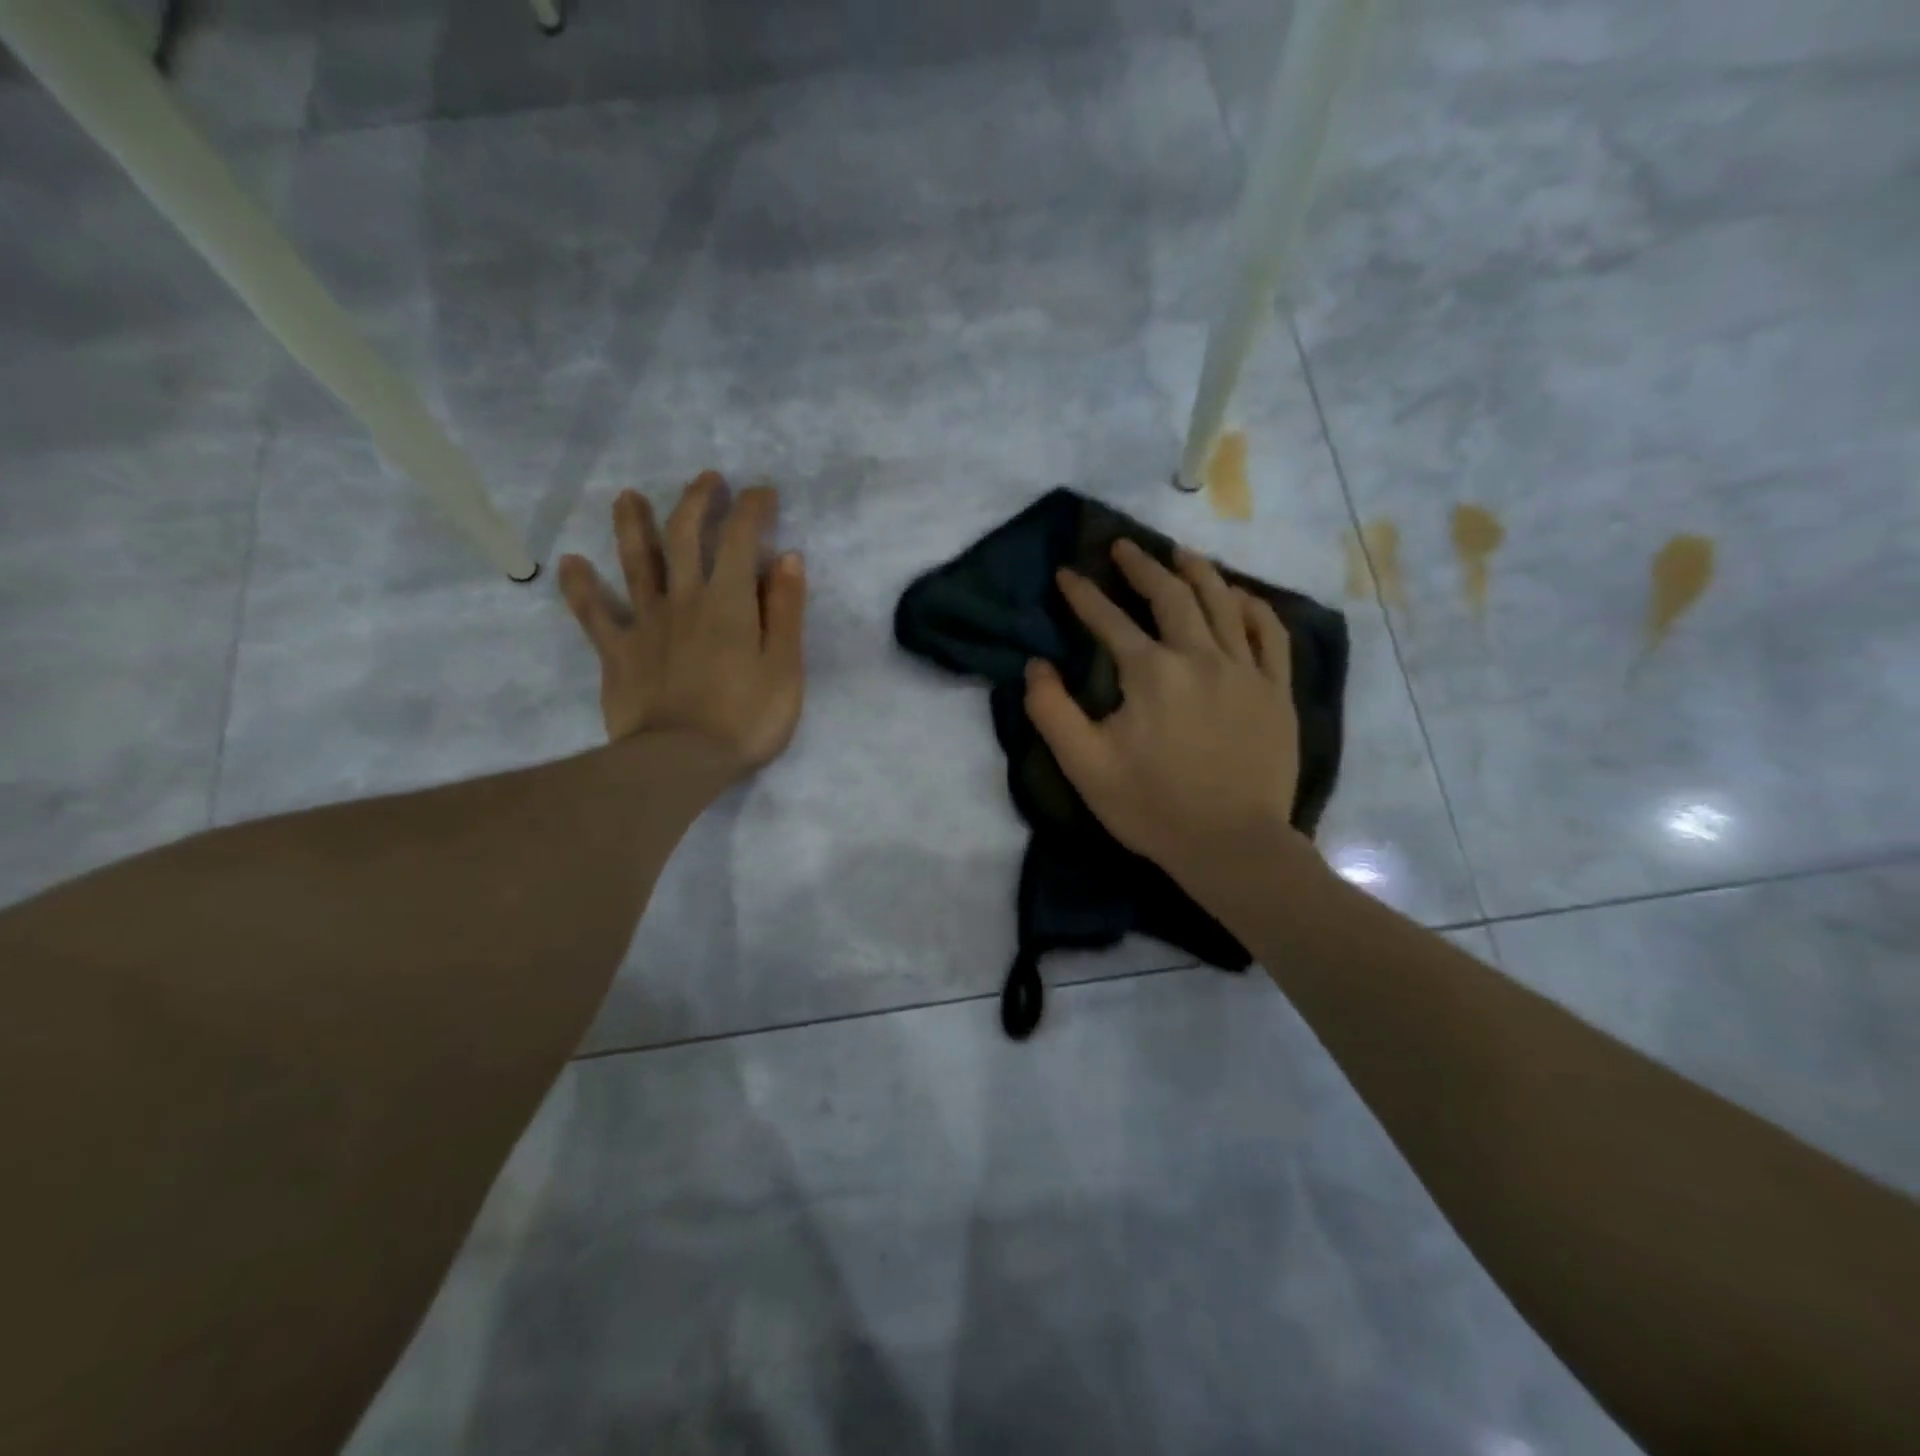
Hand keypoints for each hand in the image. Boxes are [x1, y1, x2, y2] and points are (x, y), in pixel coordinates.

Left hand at [558, 471, 805, 778]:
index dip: (751, 508)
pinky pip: (593, 614)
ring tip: (627, 497)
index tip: (761, 492)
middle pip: (683, 536)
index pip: (740, 538)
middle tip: (706, 480)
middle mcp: (684, 599)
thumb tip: (788, 557)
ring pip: (635, 562)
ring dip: (631, 524)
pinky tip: (570, 563)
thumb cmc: (746, 719)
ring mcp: (645, 622)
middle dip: (695, 501)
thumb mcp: (785, 667)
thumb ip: (786, 611)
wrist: (681, 762)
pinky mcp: (617, 652)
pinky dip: (580, 587)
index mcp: (729, 601)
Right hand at [1024, 539, 1311, 900]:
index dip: (1083, 595)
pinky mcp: (1275, 691)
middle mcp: (1199, 657)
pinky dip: (1252, 607)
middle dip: (1141, 567)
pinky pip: (1269, 634)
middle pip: (1170, 596)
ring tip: (1179, 554)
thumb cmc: (1152, 807)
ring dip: (1197, 572)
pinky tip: (1239, 597)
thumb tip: (1036, 666)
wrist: (1231, 845)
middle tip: (1123, 546)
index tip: (1066, 574)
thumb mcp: (1084, 765)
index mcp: (1150, 673)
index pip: (1108, 620)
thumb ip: (1052, 711)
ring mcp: (1245, 671)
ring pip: (1222, 602)